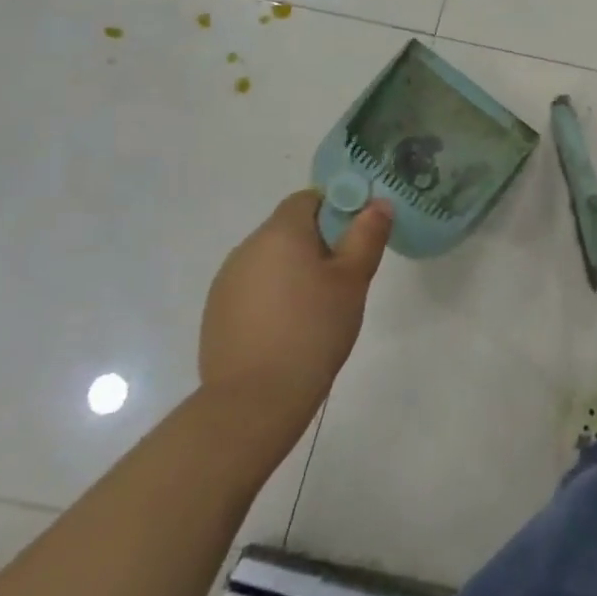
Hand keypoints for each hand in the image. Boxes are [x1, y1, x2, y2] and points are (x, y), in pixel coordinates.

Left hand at [199, 190, 392, 421]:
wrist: (256, 397)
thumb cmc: (314, 328)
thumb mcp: (353, 279)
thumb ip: (367, 235)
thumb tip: (379, 203)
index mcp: (280, 233)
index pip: (308, 198)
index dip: (337, 208)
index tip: (358, 236)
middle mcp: (246, 248)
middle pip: (288, 229)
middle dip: (319, 243)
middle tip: (347, 274)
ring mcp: (227, 282)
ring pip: (271, 259)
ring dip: (296, 270)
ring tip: (320, 305)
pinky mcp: (217, 312)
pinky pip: (254, 287)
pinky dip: (275, 295)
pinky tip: (292, 326)